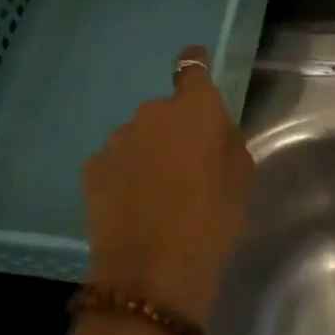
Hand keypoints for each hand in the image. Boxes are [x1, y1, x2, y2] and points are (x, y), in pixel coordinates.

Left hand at [82, 46, 255, 322]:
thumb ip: (226, 142)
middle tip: (188, 168)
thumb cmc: (212, 220)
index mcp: (194, 110)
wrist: (153, 272)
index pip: (192, 69)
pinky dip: (126, 175)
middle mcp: (151, 113)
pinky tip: (134, 206)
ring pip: (139, 138)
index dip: (194, 64)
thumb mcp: (241, 178)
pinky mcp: (93, 168)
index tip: (194, 62)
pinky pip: (117, 162)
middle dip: (175, 130)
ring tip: (159, 194)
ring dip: (148, 154)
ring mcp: (117, 140)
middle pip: (166, 112)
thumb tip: (211, 132)